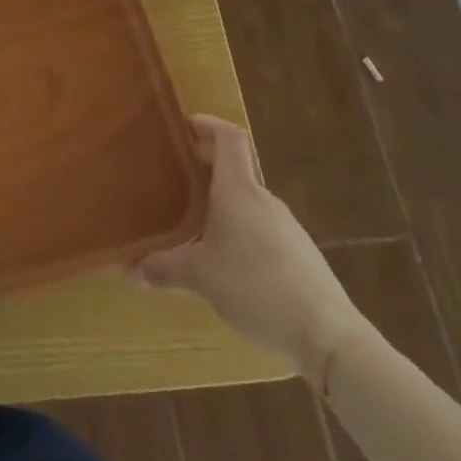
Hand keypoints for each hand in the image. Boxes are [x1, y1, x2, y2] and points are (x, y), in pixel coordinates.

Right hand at [135, 115, 371, 381]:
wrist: (329, 337)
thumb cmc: (256, 287)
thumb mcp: (199, 277)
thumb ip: (163, 267)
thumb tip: (131, 267)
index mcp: (238, 190)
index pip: (228, 137)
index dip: (207, 124)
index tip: (182, 126)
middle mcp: (263, 200)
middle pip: (233, 169)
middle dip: (202, 169)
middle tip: (170, 180)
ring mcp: (286, 227)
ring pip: (246, 202)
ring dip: (220, 204)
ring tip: (191, 225)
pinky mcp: (300, 255)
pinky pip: (261, 229)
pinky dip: (238, 232)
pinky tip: (225, 263)